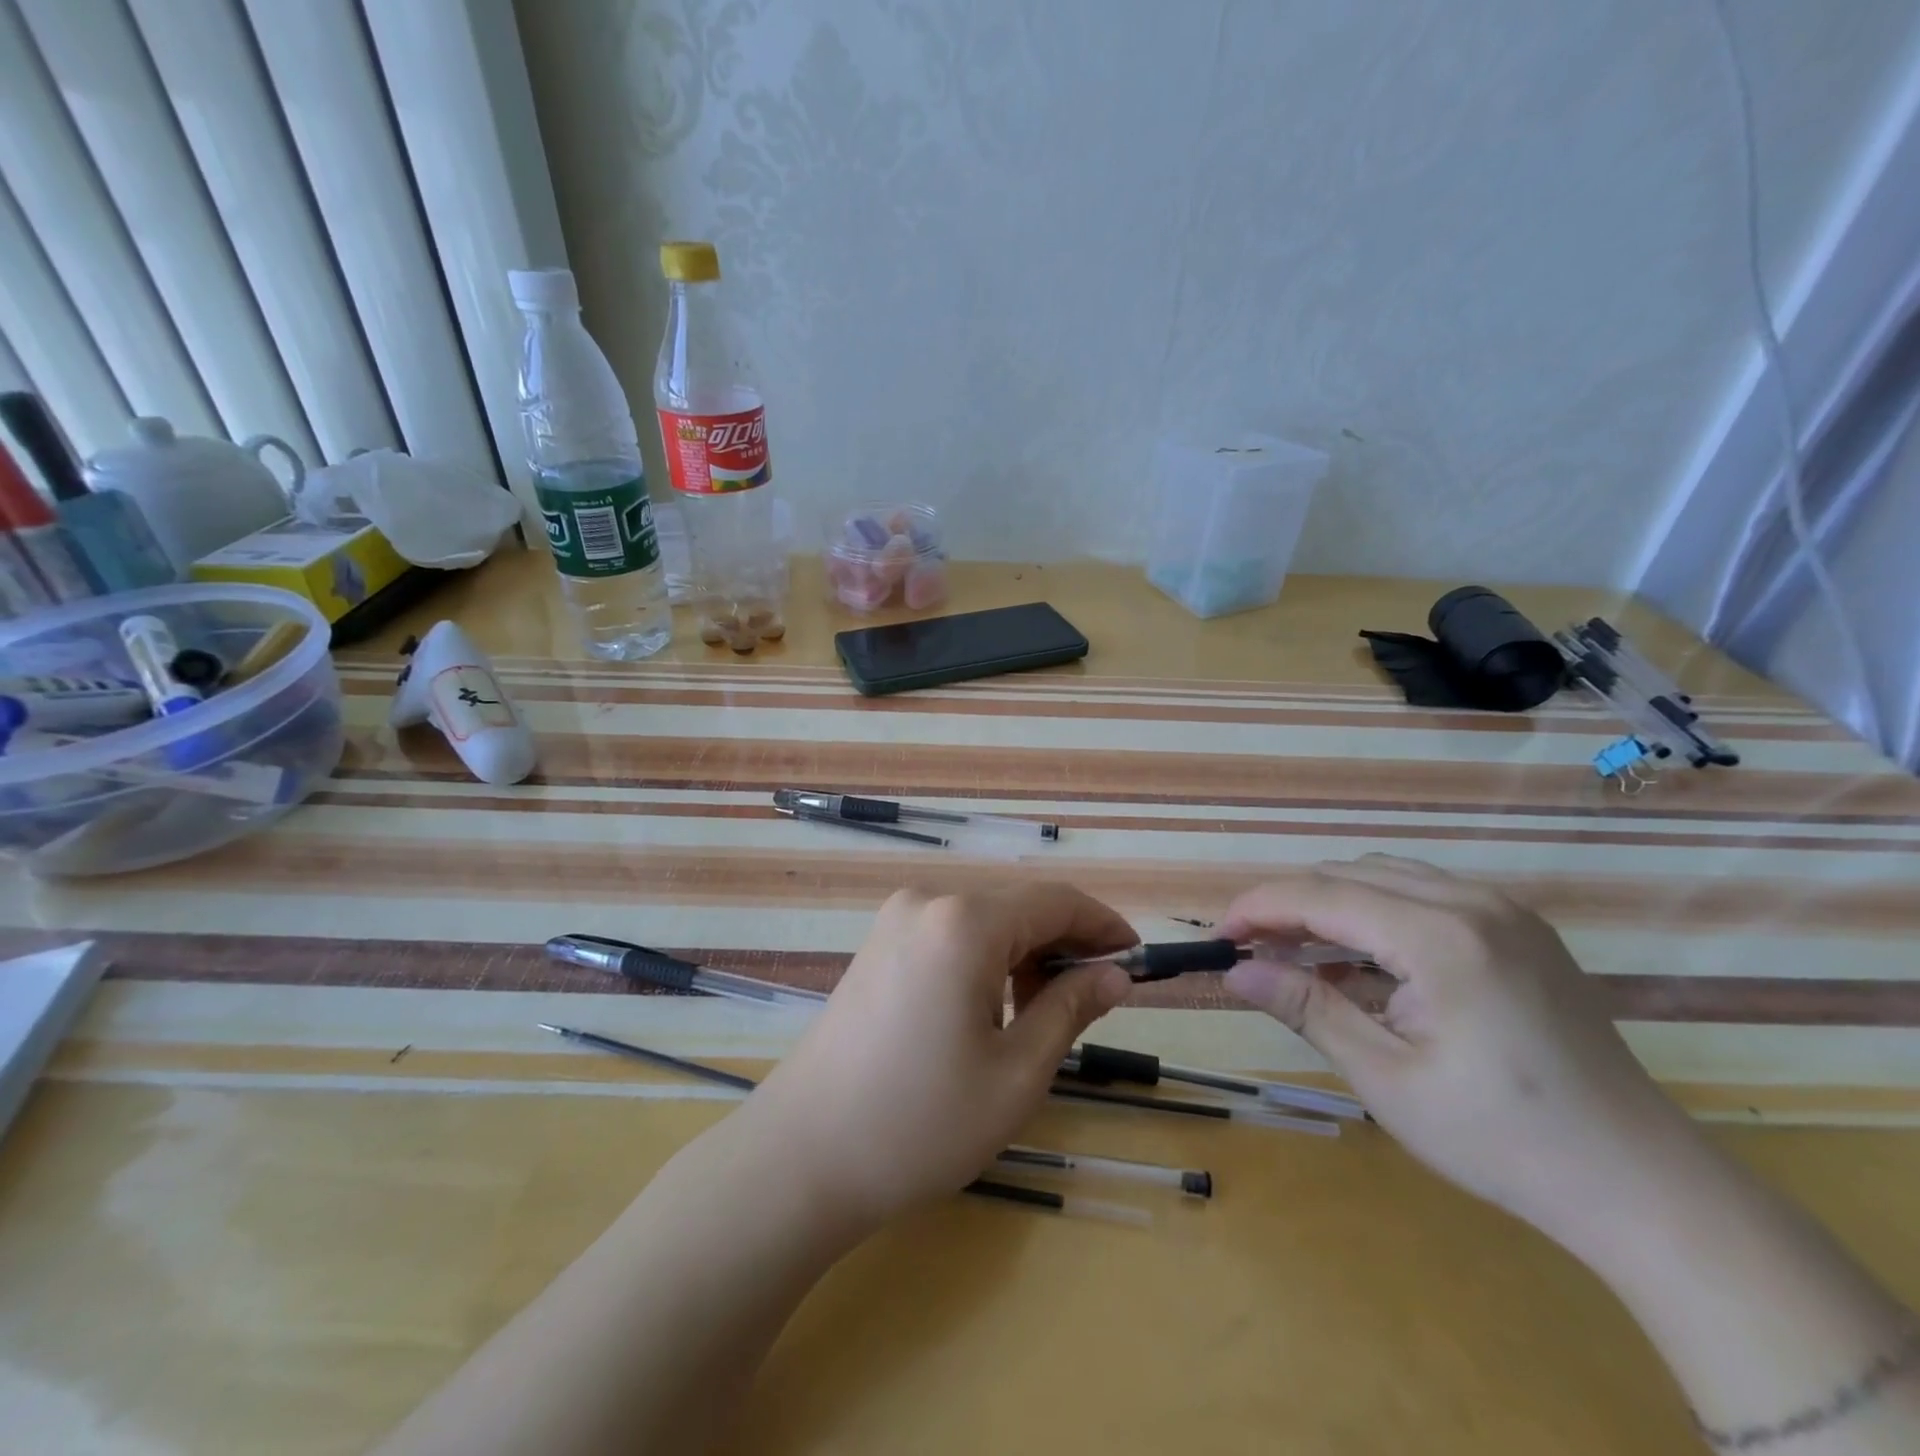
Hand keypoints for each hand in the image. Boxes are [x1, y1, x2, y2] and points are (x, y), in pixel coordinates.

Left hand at [748, 884, 1135, 1231]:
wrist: (803, 1155)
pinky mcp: (877, 945)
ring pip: (983, 921)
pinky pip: (949, 935)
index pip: (1055, 901)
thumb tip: (1115, 975)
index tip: (1136, 959)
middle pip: (1017, 906)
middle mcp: (928, 902)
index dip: (1102, 926)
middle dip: (1063, 944)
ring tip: (1041, 1014)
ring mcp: (894, 921)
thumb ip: (1070, 1009)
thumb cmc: (921, 1122)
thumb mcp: (1016, 1073)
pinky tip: (989, 1008)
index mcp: (965, 923)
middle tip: (1097, 998)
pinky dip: (984, 959)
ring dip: (1023, 954)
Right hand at [1221, 855, 1705, 1248]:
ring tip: (1295, 951)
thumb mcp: (1386, 1076)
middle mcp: (1473, 902)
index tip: (1218, 937)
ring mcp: (1503, 910)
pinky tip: (1360, 959)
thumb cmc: (1502, 1138)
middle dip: (1289, 904)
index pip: (1321, 894)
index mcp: (1440, 936)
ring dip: (1330, 904)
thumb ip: (1306, 1008)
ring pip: (1385, 876)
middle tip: (1249, 949)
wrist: (1641, 1183)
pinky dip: (1375, 913)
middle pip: (1349, 874)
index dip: (1258, 907)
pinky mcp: (1519, 928)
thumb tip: (1234, 971)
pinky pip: (1424, 894)